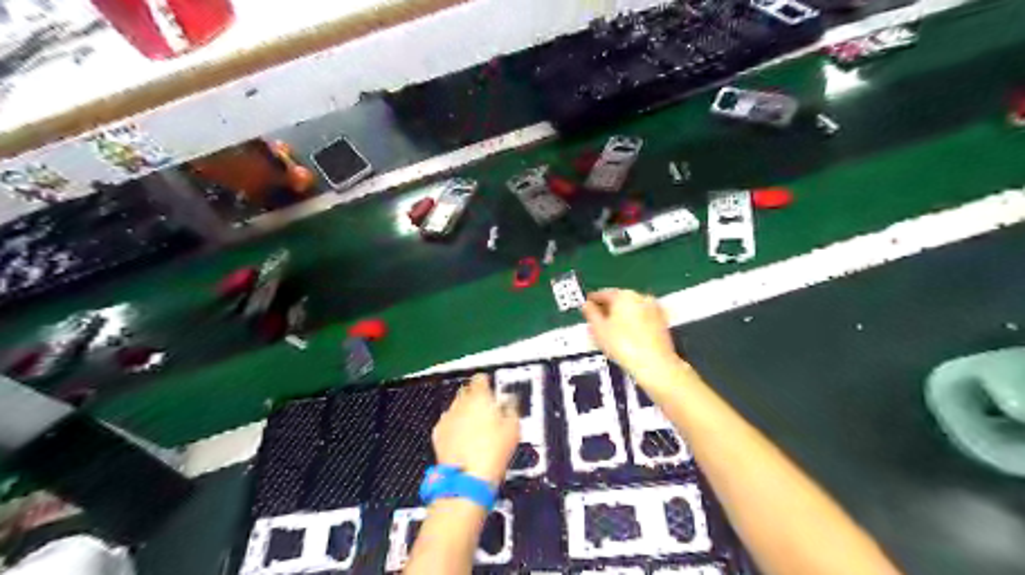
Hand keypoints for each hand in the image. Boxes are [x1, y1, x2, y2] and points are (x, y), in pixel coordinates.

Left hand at [433, 375, 521, 486]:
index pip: (480, 379)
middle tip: (486, 410)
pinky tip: (463, 439)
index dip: (487, 382)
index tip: (491, 389)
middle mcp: (461, 403)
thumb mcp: (513, 428)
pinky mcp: (438, 434)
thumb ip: (511, 408)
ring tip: (475, 429)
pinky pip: (447, 424)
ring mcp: (447, 418)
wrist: (468, 477)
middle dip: (475, 398)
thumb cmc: (493, 452)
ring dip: (464, 413)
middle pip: (467, 391)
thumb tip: (509, 402)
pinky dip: (454, 428)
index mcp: (480, 397)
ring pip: (456, 408)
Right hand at [583, 290, 677, 378]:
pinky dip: (633, 323)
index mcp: (624, 295)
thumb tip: (587, 305)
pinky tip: (627, 336)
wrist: (654, 364)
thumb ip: (591, 313)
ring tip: (611, 331)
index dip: (593, 300)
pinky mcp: (662, 322)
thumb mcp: (599, 330)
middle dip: (608, 309)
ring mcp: (654, 309)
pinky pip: (642, 318)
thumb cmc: (624, 346)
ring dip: (621, 316)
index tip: (588, 304)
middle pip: (619, 300)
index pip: (604, 293)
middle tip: (597, 320)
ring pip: (632, 309)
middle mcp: (641, 297)